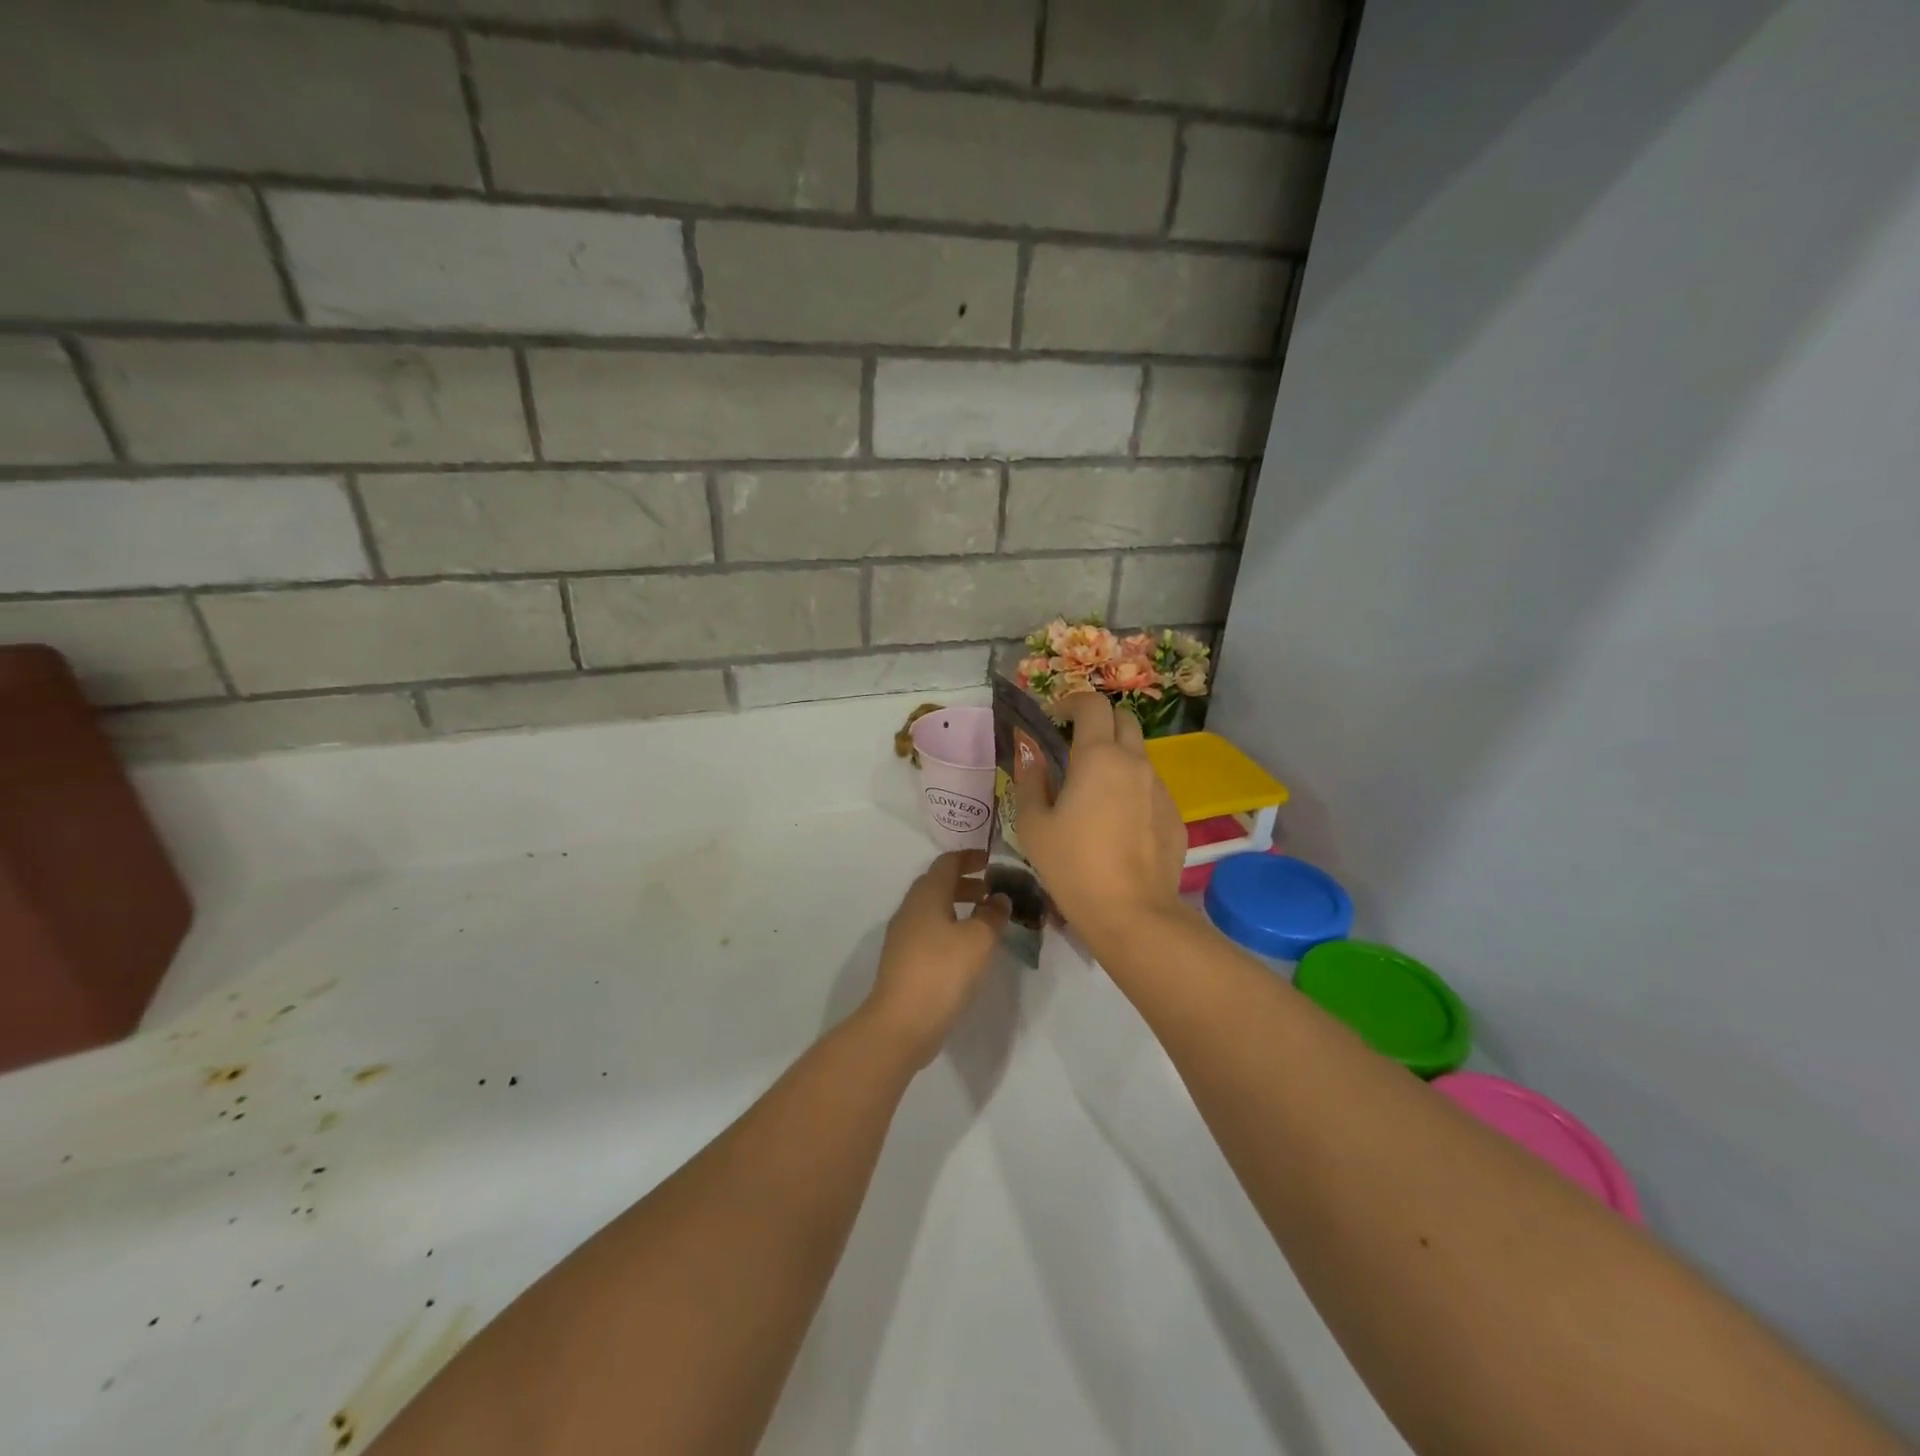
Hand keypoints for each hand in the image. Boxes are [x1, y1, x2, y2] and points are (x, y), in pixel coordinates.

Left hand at [863, 849, 1010, 1067]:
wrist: (901, 1023)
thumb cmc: (942, 971)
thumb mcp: (978, 940)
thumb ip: (992, 915)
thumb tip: (999, 898)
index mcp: (926, 895)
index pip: (946, 863)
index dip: (969, 857)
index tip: (990, 860)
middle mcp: (910, 909)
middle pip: (937, 884)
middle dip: (964, 883)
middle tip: (990, 890)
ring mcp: (903, 936)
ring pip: (932, 909)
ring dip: (957, 906)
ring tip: (983, 919)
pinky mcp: (903, 960)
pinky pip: (929, 931)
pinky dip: (949, 927)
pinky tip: (966, 948)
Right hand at [1012, 693, 1186, 942]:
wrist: (1132, 913)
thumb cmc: (1073, 865)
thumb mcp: (1033, 824)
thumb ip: (1031, 780)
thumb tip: (1031, 753)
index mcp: (1098, 756)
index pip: (1092, 704)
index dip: (1071, 702)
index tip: (1054, 718)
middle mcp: (1135, 762)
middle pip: (1124, 719)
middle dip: (1099, 722)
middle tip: (1074, 746)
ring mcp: (1161, 789)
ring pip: (1139, 755)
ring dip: (1116, 757)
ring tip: (1094, 791)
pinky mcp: (1175, 815)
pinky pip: (1151, 788)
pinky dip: (1132, 790)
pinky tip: (1116, 824)